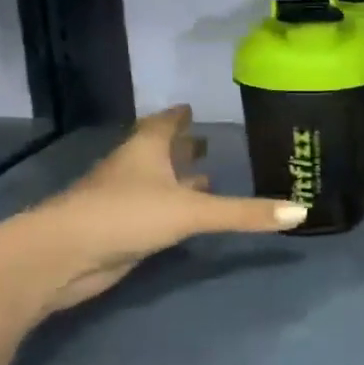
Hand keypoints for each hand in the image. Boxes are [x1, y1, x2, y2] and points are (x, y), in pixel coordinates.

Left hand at [29, 106, 306, 309]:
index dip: (179, 116)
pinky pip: (151, 210)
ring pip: (154, 181)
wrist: (62, 256)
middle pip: (158, 150)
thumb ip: (244, 213)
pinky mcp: (119, 229)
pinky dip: (169, 207)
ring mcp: (121, 200)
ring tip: (204, 177)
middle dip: (182, 146)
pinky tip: (182, 216)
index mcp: (146, 150)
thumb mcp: (192, 211)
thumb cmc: (126, 215)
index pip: (164, 124)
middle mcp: (133, 169)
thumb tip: (301, 212)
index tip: (191, 108)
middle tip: (206, 141)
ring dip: (176, 178)